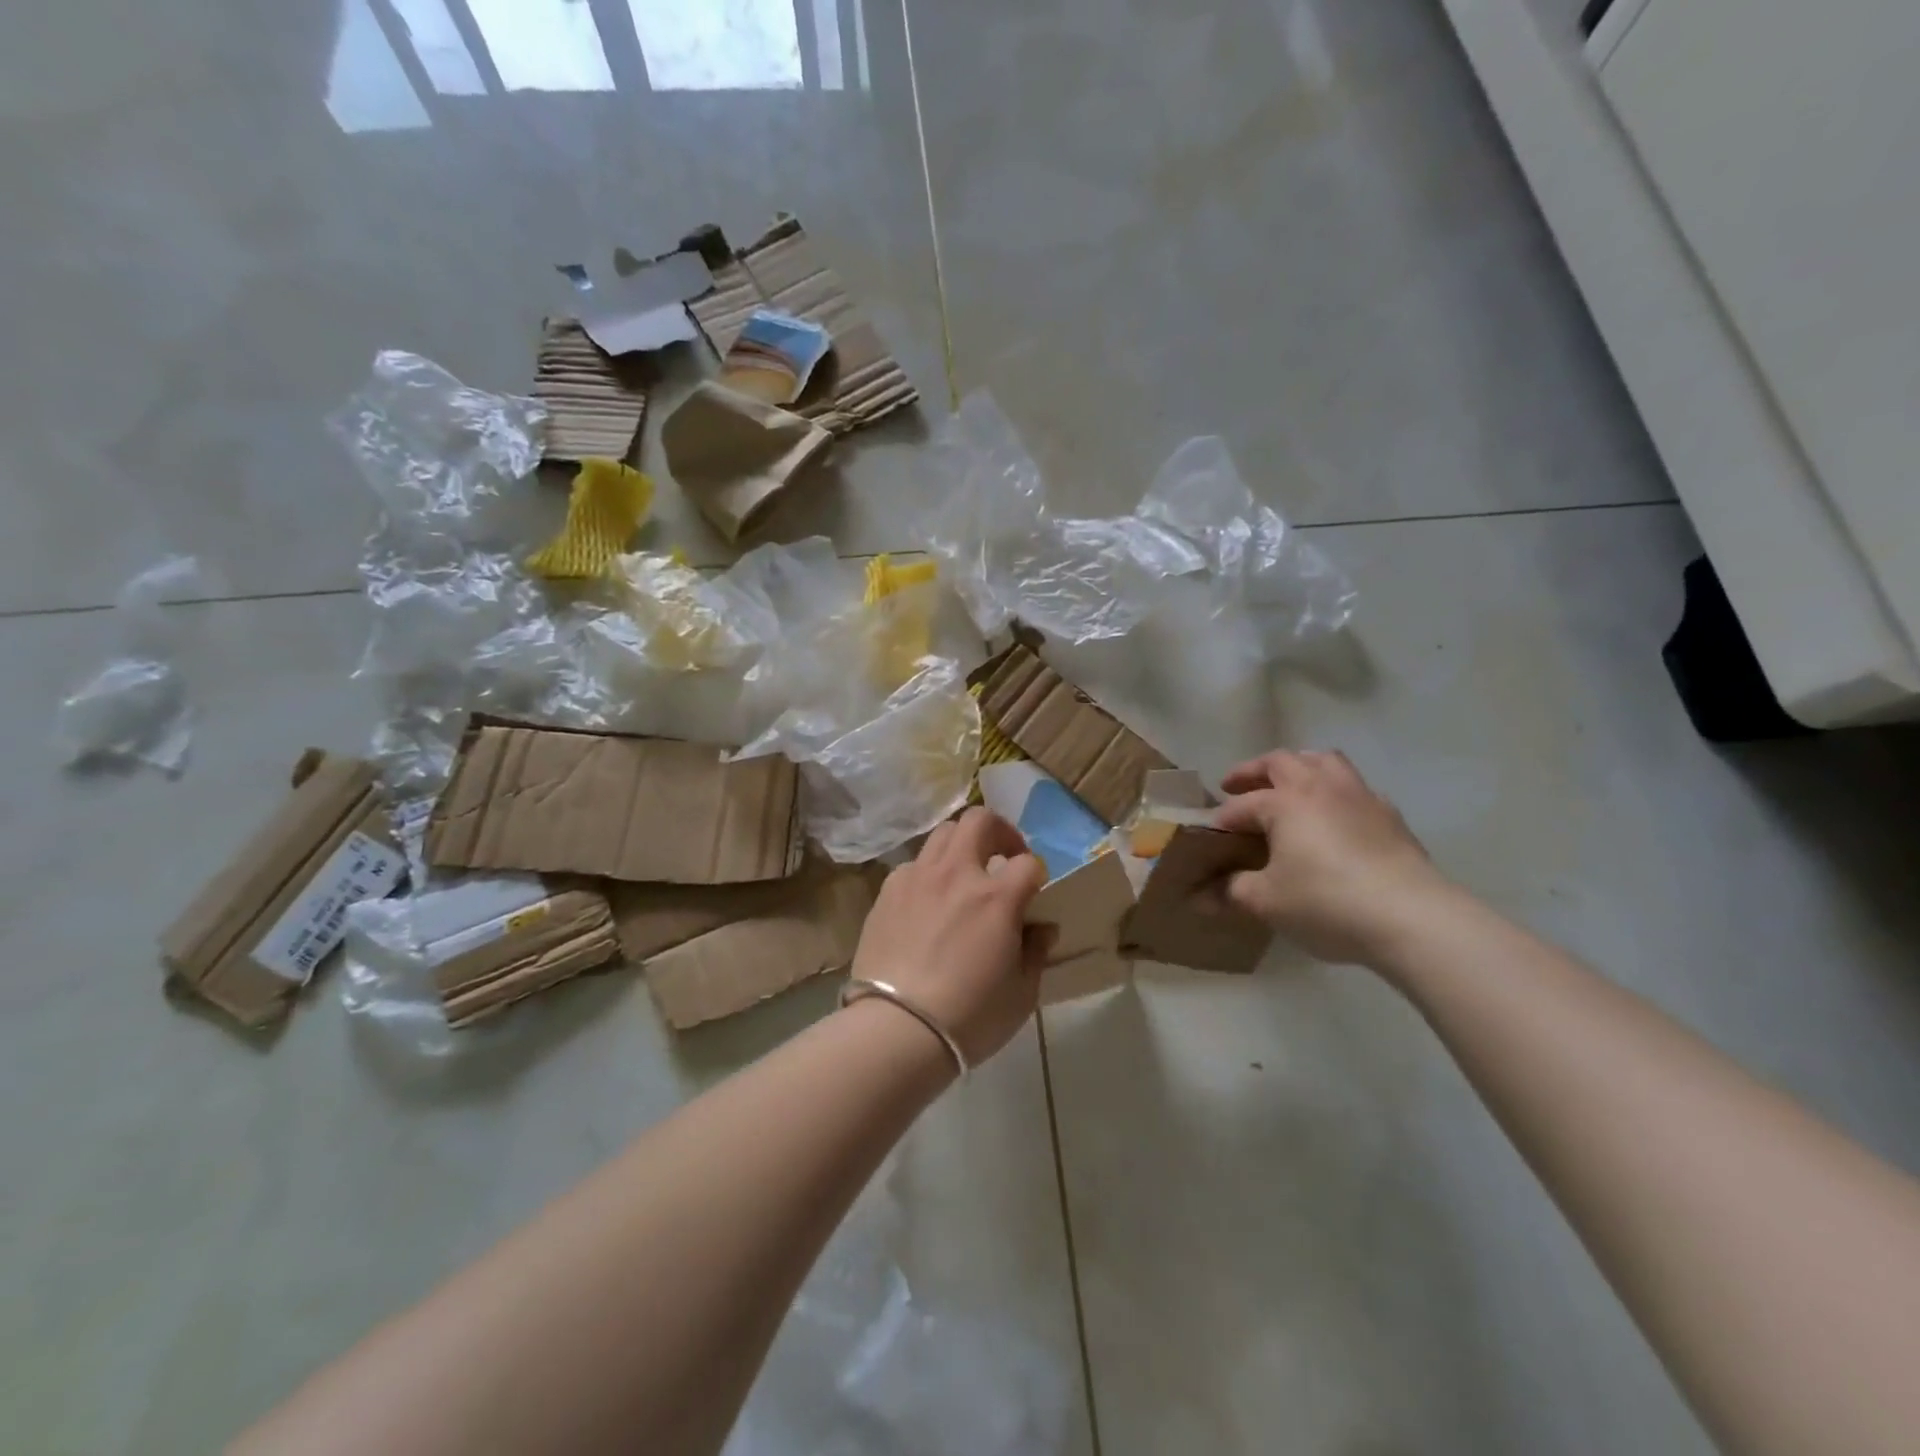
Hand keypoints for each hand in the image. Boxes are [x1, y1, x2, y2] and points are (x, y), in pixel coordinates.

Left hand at [849, 808, 1050, 1065]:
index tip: (1035, 892)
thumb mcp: (1021, 993)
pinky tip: (929, 902)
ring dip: (962, 845)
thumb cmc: (969, 1017)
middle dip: (1000, 831)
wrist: (896, 1029)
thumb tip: (1041, 928)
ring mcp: (918, 878)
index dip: (1037, 874)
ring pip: (943, 834)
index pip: (1029, 863)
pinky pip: (913, 865)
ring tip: (964, 873)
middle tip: (1004, 856)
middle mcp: (957, 874)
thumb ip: (1035, 952)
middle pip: (980, 820)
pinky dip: (928, 873)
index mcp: (997, 897)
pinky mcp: (888, 891)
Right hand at [1212, 749, 1453, 964]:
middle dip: (1252, 771)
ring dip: (1299, 765)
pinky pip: (1355, 788)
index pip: (1242, 805)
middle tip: (1235, 786)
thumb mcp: (1267, 902)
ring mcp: (1359, 797)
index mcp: (1285, 802)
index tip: (1208, 839)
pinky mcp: (1390, 816)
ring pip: (1324, 760)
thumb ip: (1231, 892)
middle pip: (1280, 761)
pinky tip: (1334, 815)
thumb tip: (1200, 896)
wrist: (1412, 917)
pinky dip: (1335, 791)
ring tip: (1286, 783)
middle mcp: (1319, 787)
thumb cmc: (1327, 902)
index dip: (1221, 821)